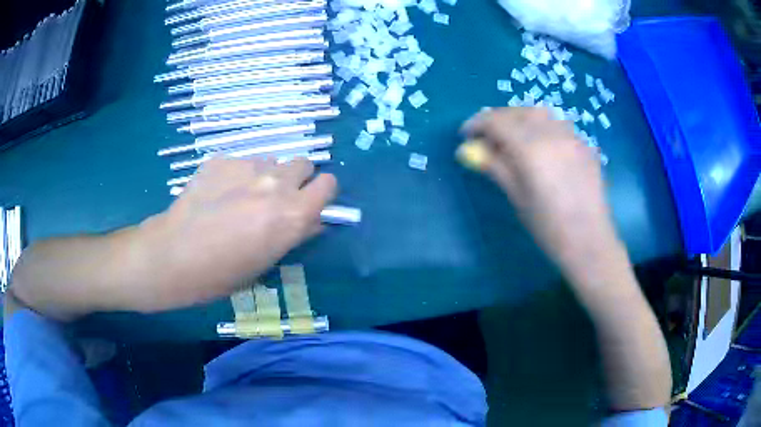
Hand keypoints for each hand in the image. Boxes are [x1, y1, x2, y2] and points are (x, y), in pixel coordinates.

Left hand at [139, 157, 336, 310]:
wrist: (174, 256)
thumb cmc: (222, 273)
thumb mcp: (267, 261)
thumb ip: (295, 234)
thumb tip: (312, 221)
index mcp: (293, 214)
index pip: (328, 184)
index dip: (320, 193)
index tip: (309, 204)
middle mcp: (276, 183)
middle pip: (304, 163)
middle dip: (296, 180)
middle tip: (274, 199)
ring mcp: (247, 166)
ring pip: (272, 161)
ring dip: (266, 176)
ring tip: (241, 196)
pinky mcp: (222, 159)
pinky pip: (242, 162)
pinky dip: (237, 175)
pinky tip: (217, 194)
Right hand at [460, 107, 621, 287]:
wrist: (589, 240)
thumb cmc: (548, 226)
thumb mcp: (516, 197)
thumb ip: (495, 167)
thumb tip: (469, 151)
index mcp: (530, 148)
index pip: (496, 122)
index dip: (477, 124)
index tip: (466, 135)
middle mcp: (551, 134)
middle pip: (518, 112)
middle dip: (499, 119)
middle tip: (489, 137)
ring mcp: (571, 137)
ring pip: (541, 113)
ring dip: (522, 118)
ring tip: (515, 137)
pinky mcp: (585, 145)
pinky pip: (558, 125)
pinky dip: (542, 127)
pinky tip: (542, 147)